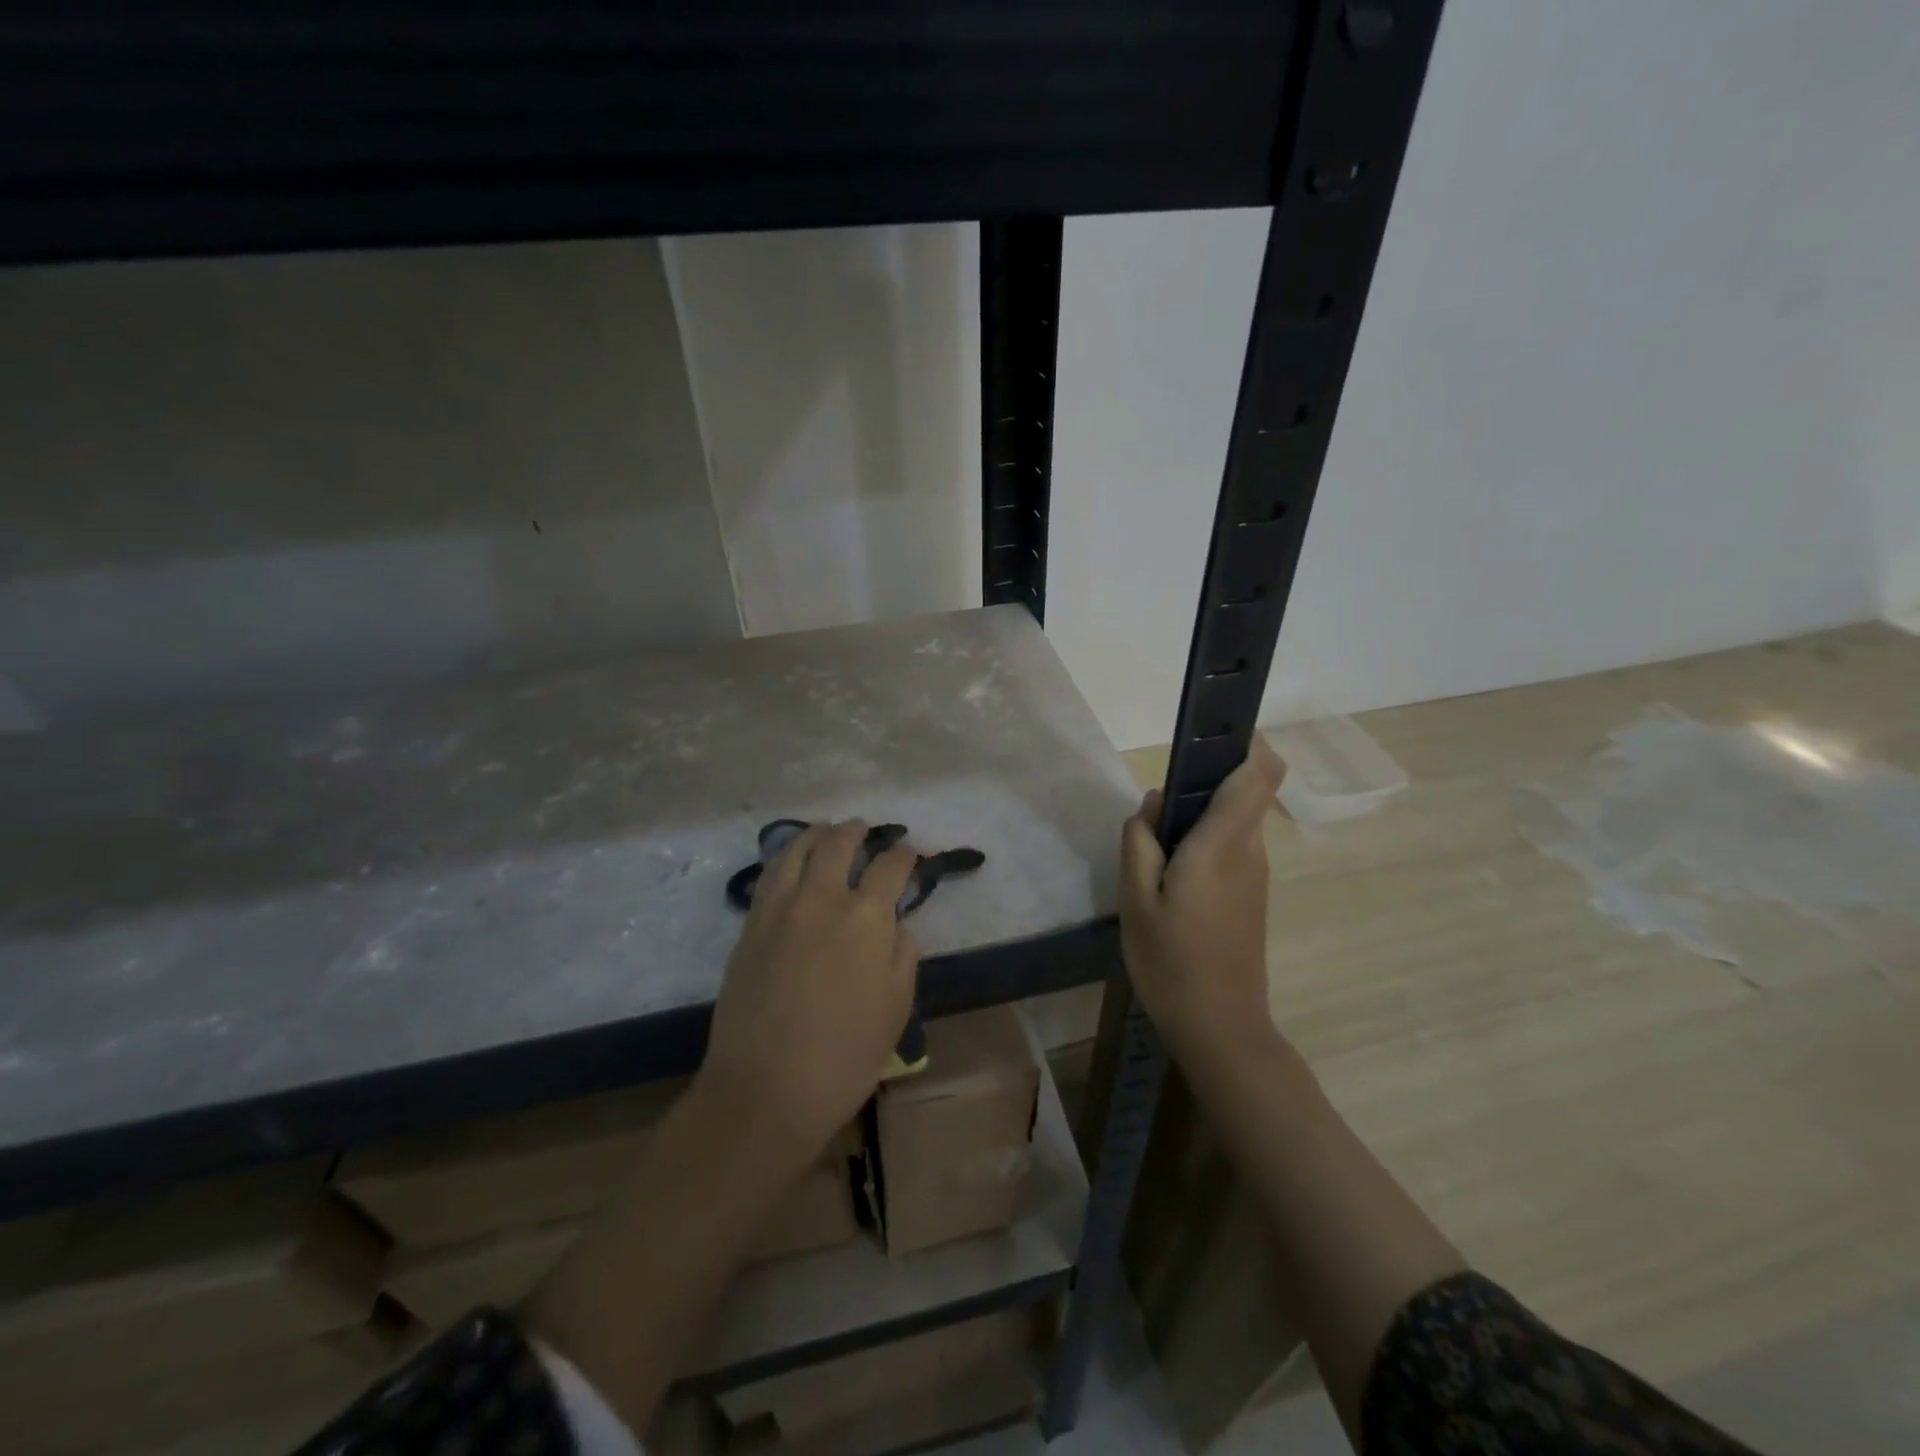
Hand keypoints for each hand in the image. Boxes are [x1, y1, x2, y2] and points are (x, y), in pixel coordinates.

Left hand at [699, 821, 919, 1162]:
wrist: (765, 1090)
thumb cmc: (844, 1057)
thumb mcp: (896, 1008)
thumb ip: (902, 955)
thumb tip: (896, 925)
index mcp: (867, 918)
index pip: (891, 868)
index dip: (905, 855)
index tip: (911, 853)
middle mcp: (822, 899)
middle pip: (839, 845)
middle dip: (857, 832)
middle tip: (865, 829)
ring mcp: (780, 909)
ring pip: (797, 850)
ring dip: (817, 833)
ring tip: (826, 830)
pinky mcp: (750, 926)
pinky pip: (770, 875)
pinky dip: (785, 856)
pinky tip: (791, 860)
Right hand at [1121, 736, 1285, 1066]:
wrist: (1221, 1027)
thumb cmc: (1172, 962)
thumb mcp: (1136, 901)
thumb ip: (1140, 842)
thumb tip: (1153, 804)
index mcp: (1223, 844)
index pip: (1260, 773)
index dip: (1248, 741)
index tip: (1214, 732)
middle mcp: (1249, 850)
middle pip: (1242, 791)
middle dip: (1202, 784)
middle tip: (1154, 813)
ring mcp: (1255, 874)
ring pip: (1233, 821)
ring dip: (1198, 818)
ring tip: (1153, 849)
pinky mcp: (1252, 895)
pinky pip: (1231, 848)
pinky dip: (1203, 844)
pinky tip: (1169, 878)